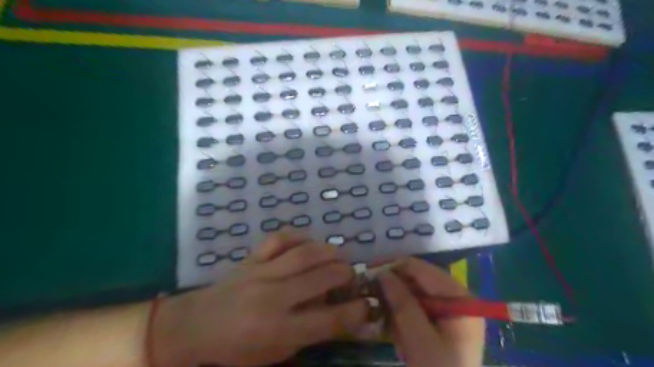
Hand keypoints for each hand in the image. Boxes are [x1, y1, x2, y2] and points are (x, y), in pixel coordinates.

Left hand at [150, 232, 369, 366]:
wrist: (197, 326)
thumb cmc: (238, 349)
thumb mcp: (277, 353)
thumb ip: (311, 333)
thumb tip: (344, 317)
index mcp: (278, 330)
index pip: (329, 319)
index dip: (356, 311)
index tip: (367, 305)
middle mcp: (273, 297)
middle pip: (322, 277)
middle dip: (347, 275)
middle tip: (351, 277)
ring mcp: (261, 272)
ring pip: (305, 253)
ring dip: (330, 252)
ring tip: (338, 257)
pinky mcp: (252, 257)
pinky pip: (280, 238)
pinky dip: (300, 236)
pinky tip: (309, 243)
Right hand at [379, 258, 483, 366]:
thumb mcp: (419, 340)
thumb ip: (402, 303)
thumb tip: (382, 273)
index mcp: (460, 298)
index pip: (422, 269)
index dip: (394, 267)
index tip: (369, 272)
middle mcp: (457, 299)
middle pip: (419, 280)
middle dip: (395, 288)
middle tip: (371, 295)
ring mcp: (451, 311)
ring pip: (416, 294)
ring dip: (397, 304)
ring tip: (386, 321)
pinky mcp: (443, 323)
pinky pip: (418, 309)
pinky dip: (404, 316)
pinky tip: (398, 333)